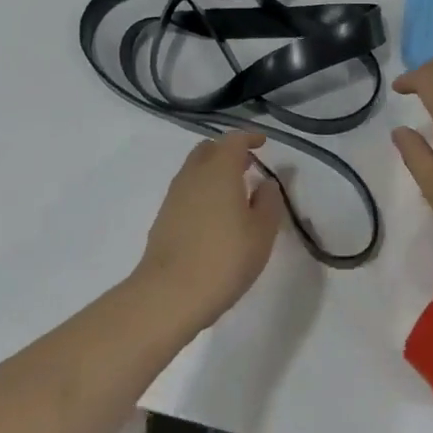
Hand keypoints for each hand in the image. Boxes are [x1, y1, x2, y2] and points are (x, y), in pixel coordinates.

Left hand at [134, 131, 283, 331]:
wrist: (169, 294)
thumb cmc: (225, 258)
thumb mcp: (262, 231)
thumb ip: (269, 201)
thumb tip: (267, 183)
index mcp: (220, 169)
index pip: (234, 140)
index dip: (249, 138)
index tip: (263, 143)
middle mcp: (194, 174)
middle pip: (209, 149)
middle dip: (228, 151)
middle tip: (248, 165)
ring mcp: (174, 196)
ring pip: (195, 169)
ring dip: (213, 171)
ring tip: (233, 191)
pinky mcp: (163, 217)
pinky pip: (186, 191)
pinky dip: (202, 191)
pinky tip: (213, 215)